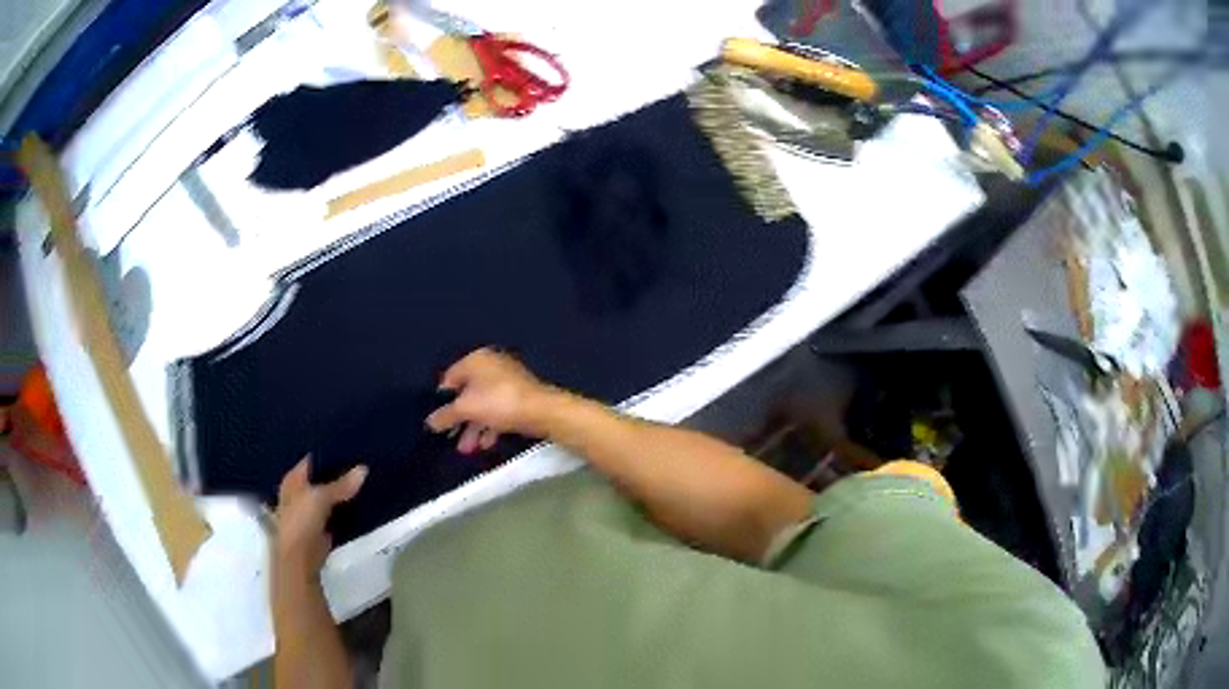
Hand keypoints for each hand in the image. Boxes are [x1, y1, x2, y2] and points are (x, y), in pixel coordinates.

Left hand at [274, 457, 366, 575]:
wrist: (300, 557)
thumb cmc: (301, 520)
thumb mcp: (320, 497)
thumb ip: (341, 484)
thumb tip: (363, 469)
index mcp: (293, 479)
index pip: (312, 460)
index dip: (328, 454)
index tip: (349, 447)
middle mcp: (300, 492)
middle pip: (322, 478)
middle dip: (339, 473)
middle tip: (361, 461)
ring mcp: (311, 512)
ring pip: (331, 496)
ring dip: (344, 492)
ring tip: (366, 479)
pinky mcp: (323, 528)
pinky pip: (337, 513)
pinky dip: (347, 509)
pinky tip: (362, 502)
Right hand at [426, 348, 557, 452]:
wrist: (542, 411)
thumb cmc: (499, 403)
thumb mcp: (465, 409)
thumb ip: (445, 416)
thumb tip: (429, 422)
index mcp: (476, 360)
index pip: (450, 378)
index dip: (442, 400)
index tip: (438, 420)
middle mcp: (491, 366)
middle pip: (467, 394)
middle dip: (459, 419)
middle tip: (452, 438)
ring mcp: (507, 381)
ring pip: (483, 405)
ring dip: (474, 427)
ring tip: (468, 448)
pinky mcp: (520, 397)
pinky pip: (498, 410)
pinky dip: (490, 425)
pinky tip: (486, 443)